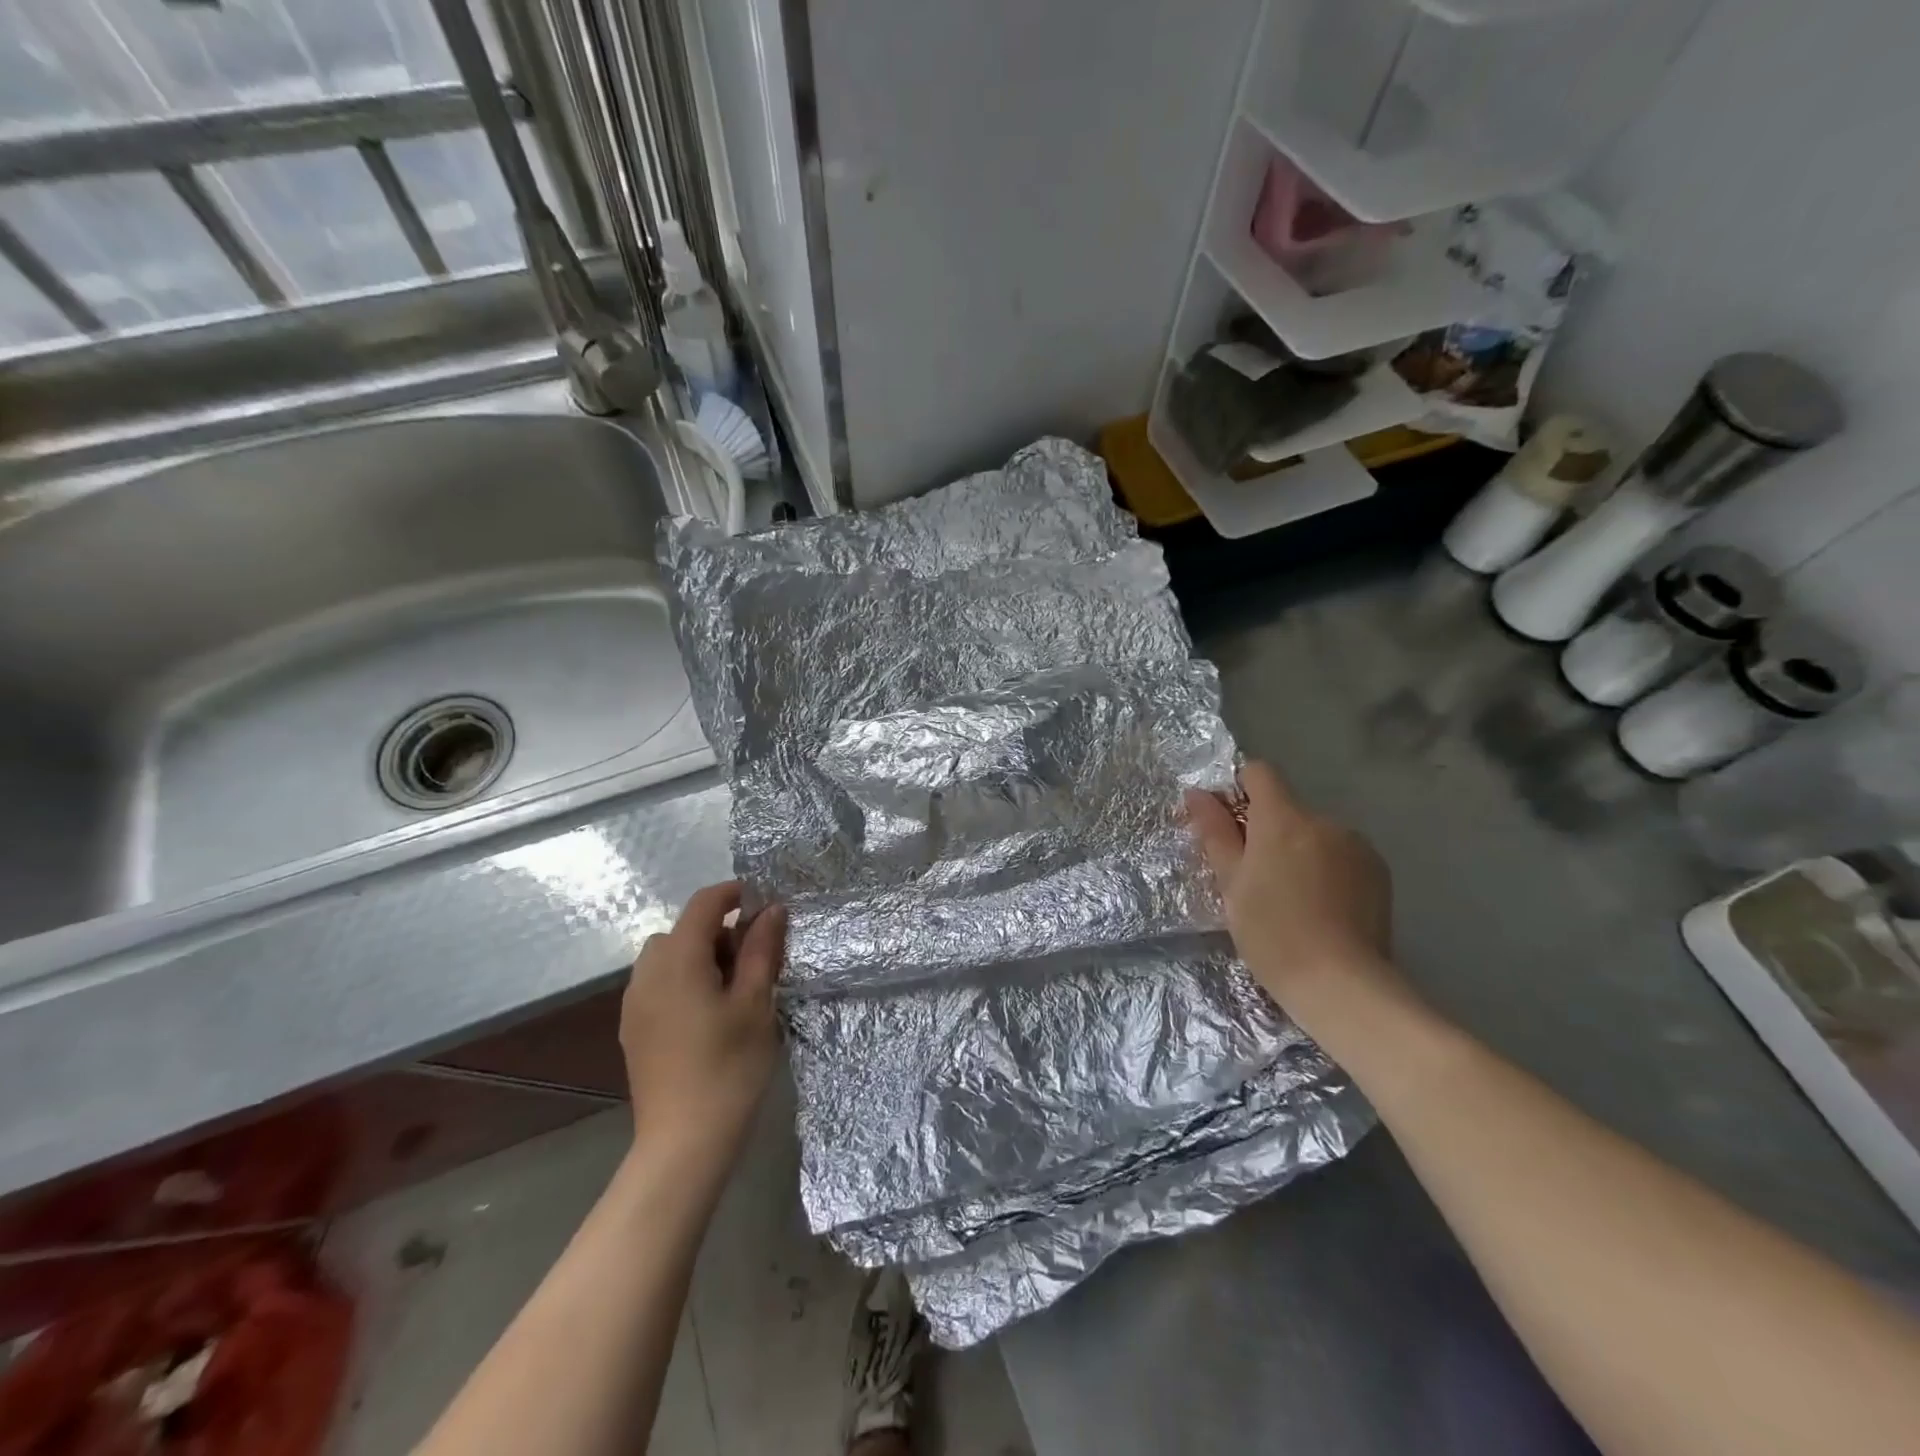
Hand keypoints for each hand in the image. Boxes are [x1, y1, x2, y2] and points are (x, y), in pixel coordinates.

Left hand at [620, 882, 786, 1177]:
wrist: (683, 1143)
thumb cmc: (729, 1067)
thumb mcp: (755, 1003)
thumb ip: (761, 950)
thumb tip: (772, 909)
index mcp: (678, 960)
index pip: (703, 904)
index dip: (733, 894)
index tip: (765, 904)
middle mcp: (648, 973)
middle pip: (682, 930)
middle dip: (718, 931)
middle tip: (754, 959)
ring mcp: (635, 1003)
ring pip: (666, 957)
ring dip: (698, 955)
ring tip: (731, 988)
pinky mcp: (633, 1029)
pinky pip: (657, 984)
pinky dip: (682, 980)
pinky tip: (707, 1014)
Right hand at [1185, 760, 1394, 1012]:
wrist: (1341, 984)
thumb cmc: (1272, 932)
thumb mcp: (1231, 883)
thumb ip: (1215, 833)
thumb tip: (1197, 793)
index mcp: (1284, 818)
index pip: (1259, 773)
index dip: (1238, 790)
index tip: (1227, 825)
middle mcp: (1325, 821)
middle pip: (1287, 809)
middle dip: (1267, 831)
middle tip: (1253, 878)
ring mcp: (1357, 846)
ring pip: (1314, 834)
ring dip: (1298, 851)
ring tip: (1290, 898)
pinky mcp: (1379, 873)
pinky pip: (1341, 855)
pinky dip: (1326, 869)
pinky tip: (1321, 908)